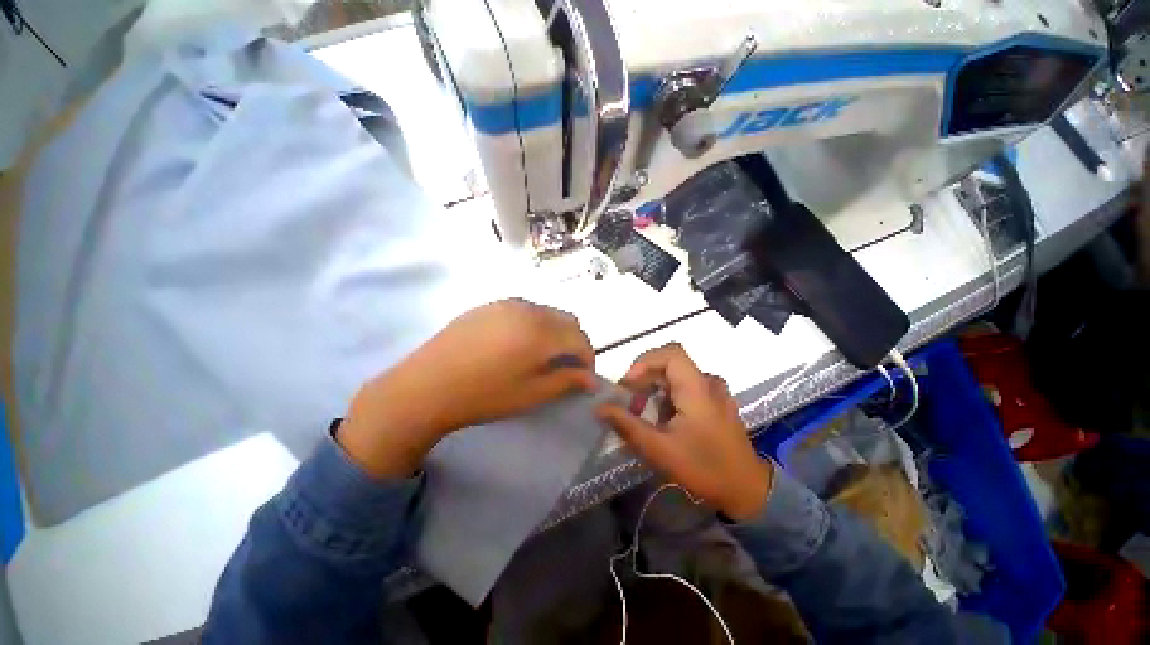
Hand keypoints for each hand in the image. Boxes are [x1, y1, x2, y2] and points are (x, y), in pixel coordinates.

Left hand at [339, 299, 595, 476]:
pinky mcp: (489, 305)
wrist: (426, 386)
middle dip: (574, 342)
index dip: (588, 358)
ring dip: (554, 331)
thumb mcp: (531, 393)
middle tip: (565, 366)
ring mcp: (507, 303)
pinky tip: (516, 344)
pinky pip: (524, 310)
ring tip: (541, 355)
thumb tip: (591, 380)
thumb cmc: (484, 395)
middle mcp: (529, 310)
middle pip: (568, 320)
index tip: (583, 376)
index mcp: (542, 332)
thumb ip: (566, 381)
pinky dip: (533, 324)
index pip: (580, 338)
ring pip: (547, 312)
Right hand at [596, 343, 772, 520]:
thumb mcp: (660, 450)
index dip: (644, 362)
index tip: (628, 386)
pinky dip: (667, 397)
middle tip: (629, 404)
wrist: (747, 490)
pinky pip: (685, 387)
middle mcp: (708, 382)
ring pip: (675, 376)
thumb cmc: (704, 469)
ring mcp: (714, 391)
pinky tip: (662, 421)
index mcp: (697, 388)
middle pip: (669, 364)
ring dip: (654, 390)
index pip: (670, 353)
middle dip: (644, 380)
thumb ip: (627, 425)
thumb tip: (599, 408)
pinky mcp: (715, 401)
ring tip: (643, 415)